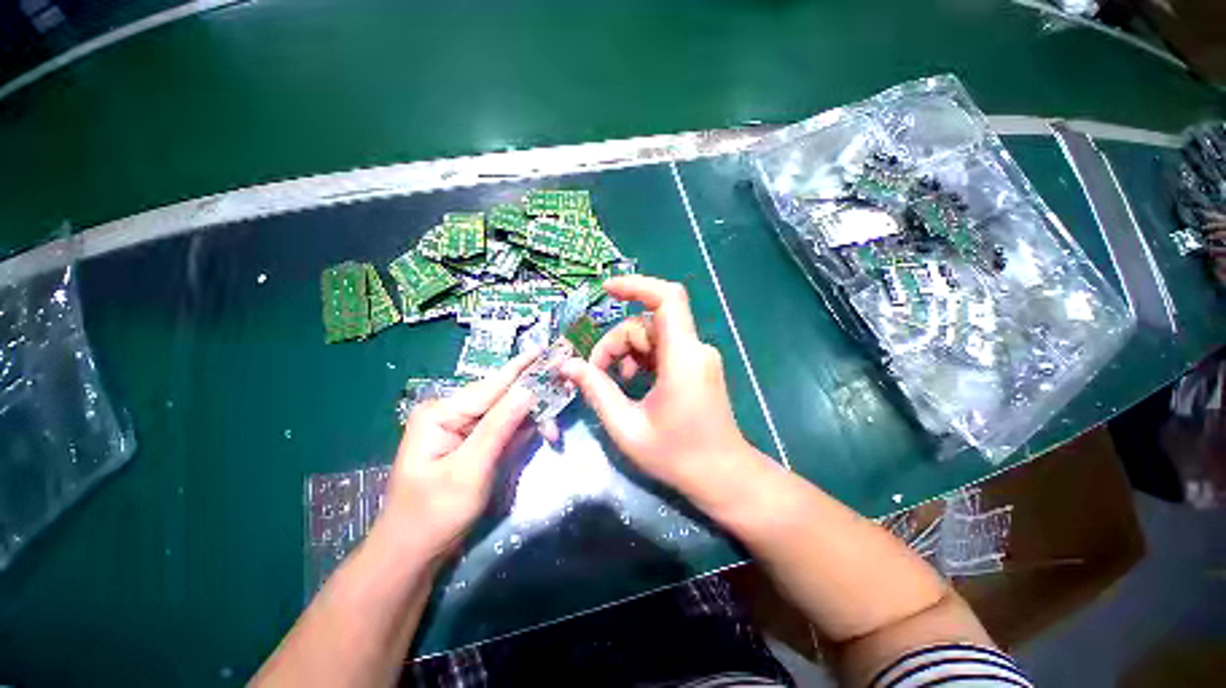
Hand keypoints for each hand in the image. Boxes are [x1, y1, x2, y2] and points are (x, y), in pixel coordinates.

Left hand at [382, 351, 538, 560]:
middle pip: (502, 397)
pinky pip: (504, 428)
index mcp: (442, 412)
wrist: (413, 554)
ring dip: (532, 419)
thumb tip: (529, 389)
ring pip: (507, 412)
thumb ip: (499, 427)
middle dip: (534, 401)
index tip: (551, 351)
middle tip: (563, 398)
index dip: (526, 368)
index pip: (494, 385)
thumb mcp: (469, 470)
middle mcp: (452, 412)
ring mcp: (462, 427)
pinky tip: (539, 432)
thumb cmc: (434, 514)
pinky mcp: (472, 442)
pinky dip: (523, 431)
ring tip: (552, 430)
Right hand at [561, 276, 751, 489]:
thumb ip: (596, 391)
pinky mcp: (696, 365)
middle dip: (616, 340)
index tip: (606, 289)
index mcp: (682, 358)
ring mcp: (698, 356)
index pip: (667, 299)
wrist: (722, 475)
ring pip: (653, 334)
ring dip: (627, 351)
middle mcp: (695, 349)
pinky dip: (642, 357)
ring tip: (616, 381)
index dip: (637, 285)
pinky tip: (632, 381)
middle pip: (648, 322)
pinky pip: (663, 347)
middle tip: (595, 372)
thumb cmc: (676, 456)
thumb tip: (567, 365)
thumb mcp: (627, 426)